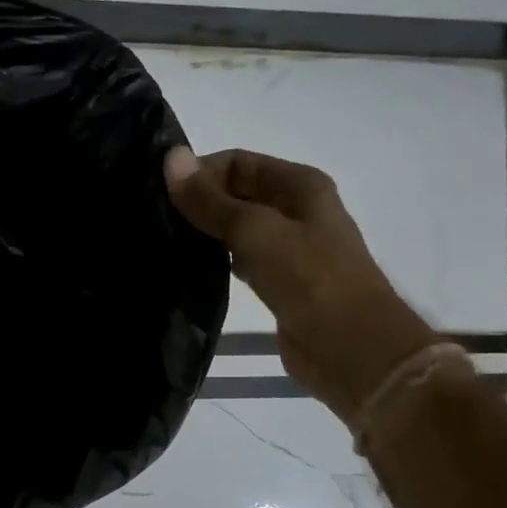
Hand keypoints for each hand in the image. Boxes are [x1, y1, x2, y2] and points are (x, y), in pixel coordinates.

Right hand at [164, 147, 437, 420]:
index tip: (159, 194)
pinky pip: (239, 259)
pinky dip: (215, 260)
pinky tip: (187, 269)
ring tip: (162, 241)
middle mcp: (296, 210)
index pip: (237, 162)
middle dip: (198, 202)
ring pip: (236, 228)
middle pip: (236, 193)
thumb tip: (170, 157)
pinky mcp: (279, 282)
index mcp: (300, 185)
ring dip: (204, 232)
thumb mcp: (256, 231)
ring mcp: (289, 248)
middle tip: (153, 219)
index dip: (199, 172)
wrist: (353, 350)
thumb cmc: (311, 280)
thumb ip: (210, 199)